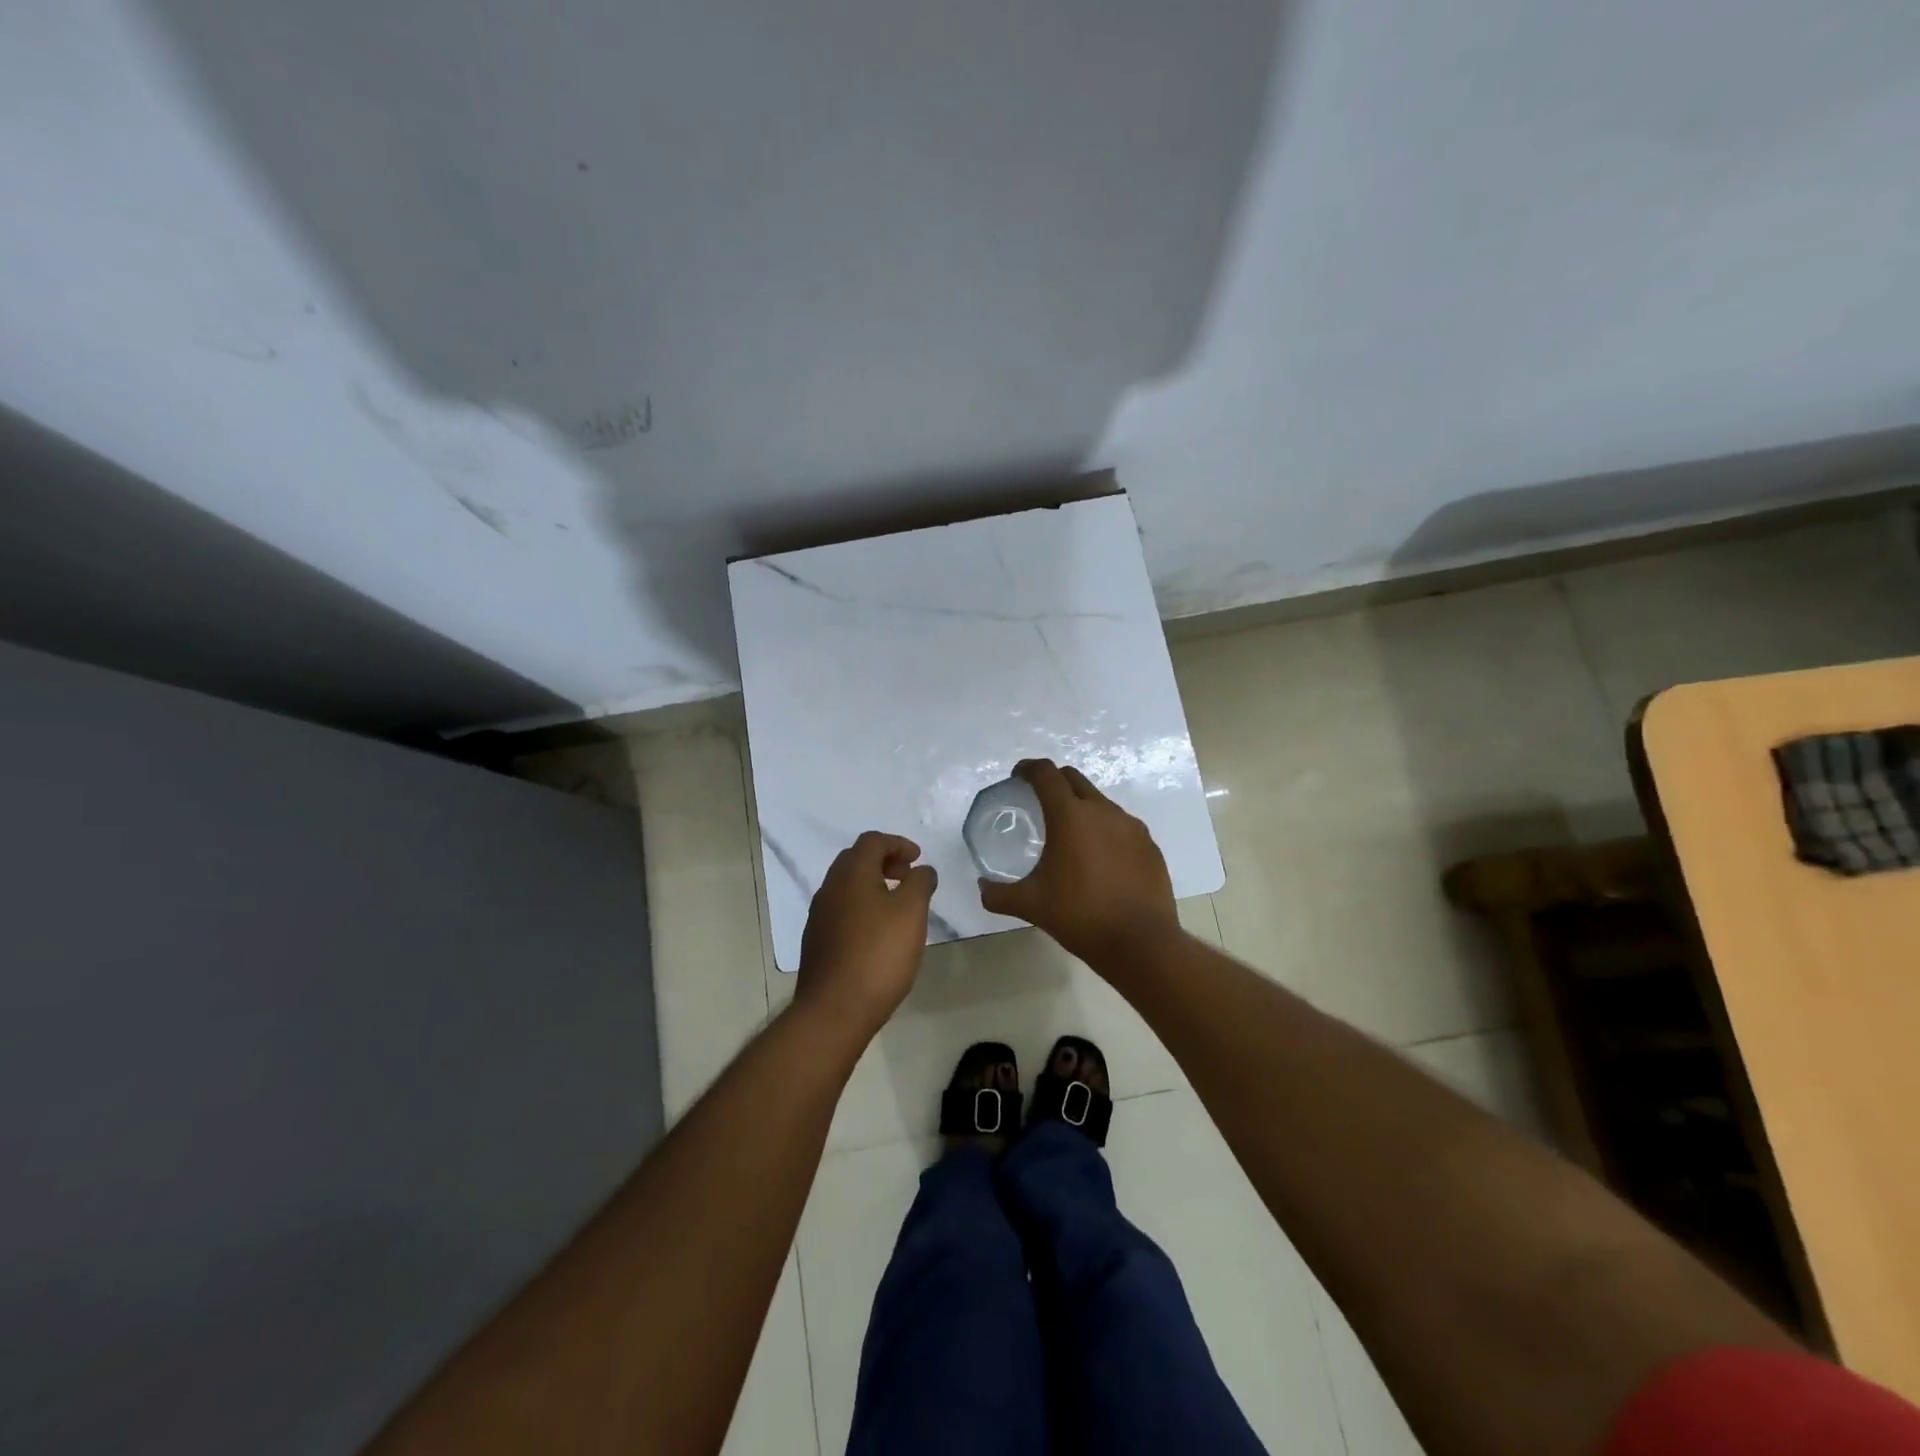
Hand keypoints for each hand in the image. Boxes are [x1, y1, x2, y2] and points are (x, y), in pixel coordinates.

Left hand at [795, 831, 937, 1038]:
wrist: (835, 1009)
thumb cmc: (879, 953)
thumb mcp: (912, 912)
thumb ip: (920, 883)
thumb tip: (922, 870)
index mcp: (851, 873)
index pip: (873, 841)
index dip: (898, 844)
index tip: (918, 859)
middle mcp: (829, 887)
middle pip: (856, 860)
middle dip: (884, 861)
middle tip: (908, 876)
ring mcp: (819, 915)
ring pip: (847, 886)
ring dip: (873, 885)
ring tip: (897, 905)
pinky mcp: (817, 941)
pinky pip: (842, 910)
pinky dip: (862, 907)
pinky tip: (878, 932)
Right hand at [977, 759, 1179, 965]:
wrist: (1141, 942)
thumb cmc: (1080, 916)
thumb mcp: (1031, 905)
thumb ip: (999, 894)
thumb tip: (982, 888)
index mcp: (1070, 816)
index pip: (1046, 774)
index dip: (1029, 768)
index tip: (1018, 775)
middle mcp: (1103, 811)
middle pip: (1074, 779)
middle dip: (1054, 781)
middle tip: (1039, 800)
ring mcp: (1131, 826)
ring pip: (1100, 802)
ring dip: (1081, 807)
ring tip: (1070, 834)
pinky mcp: (1149, 845)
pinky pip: (1121, 826)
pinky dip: (1105, 831)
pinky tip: (1100, 859)